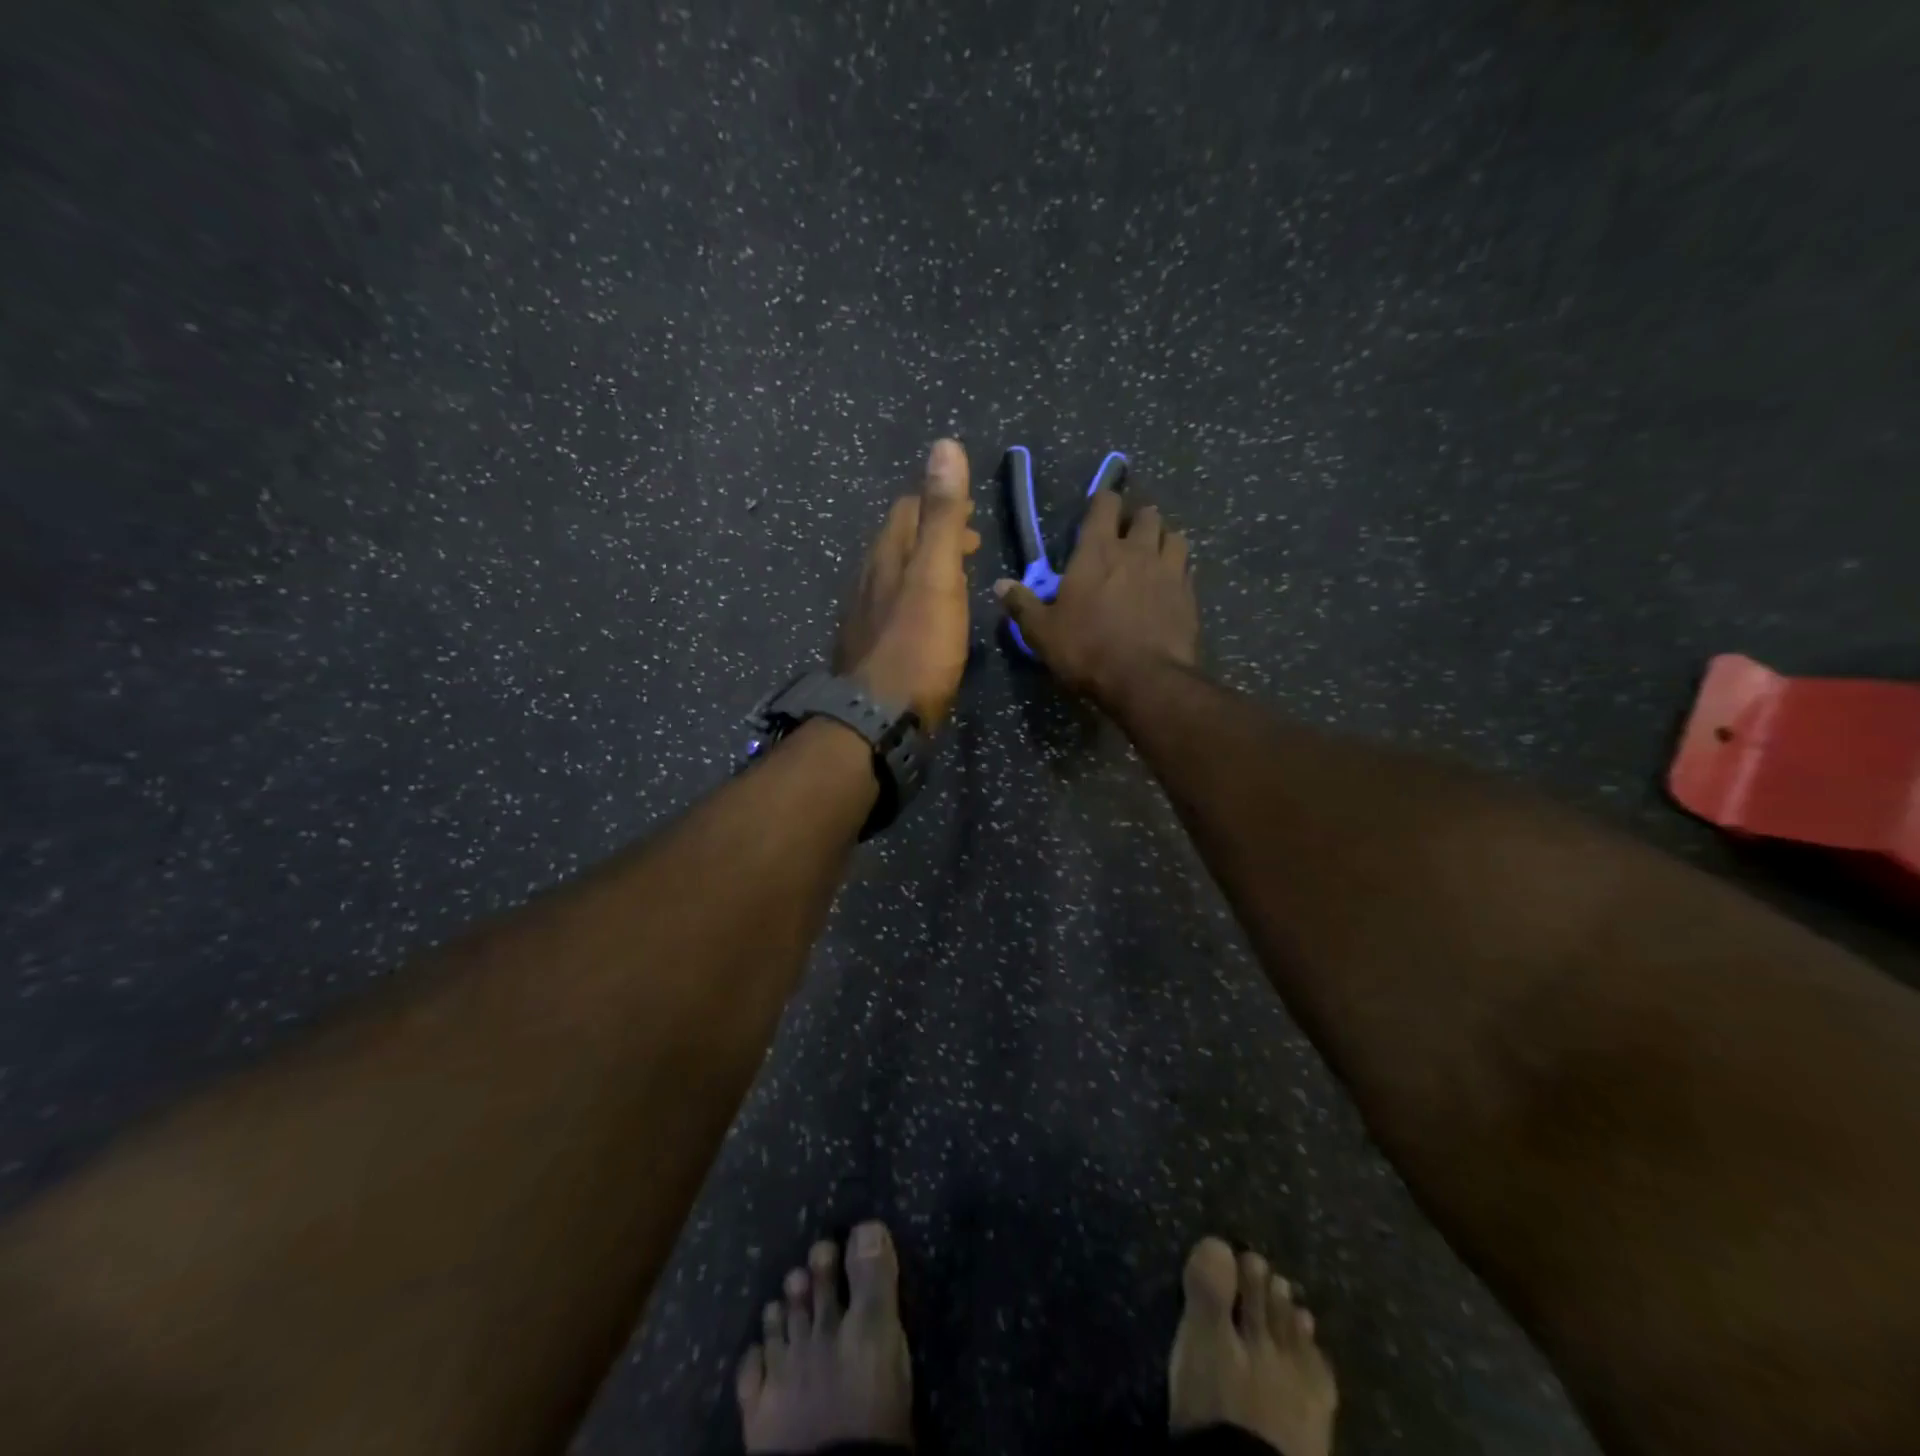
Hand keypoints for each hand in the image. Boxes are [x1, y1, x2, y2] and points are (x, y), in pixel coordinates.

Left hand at [834, 440, 979, 727]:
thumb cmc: (916, 645)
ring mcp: (864, 617)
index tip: (972, 514)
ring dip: (924, 568)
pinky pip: (893, 610)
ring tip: (955, 577)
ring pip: (894, 577)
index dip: (938, 503)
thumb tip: (944, 445)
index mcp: (886, 558)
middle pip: (898, 543)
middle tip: (970, 543)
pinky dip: (916, 600)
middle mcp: (868, 581)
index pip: (907, 510)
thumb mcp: (936, 576)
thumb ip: (941, 516)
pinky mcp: (869, 650)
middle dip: (933, 535)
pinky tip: (928, 621)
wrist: (878, 718)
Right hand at [993, 492, 1197, 704]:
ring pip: (1174, 536)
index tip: (1099, 508)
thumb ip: (1023, 605)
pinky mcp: (1189, 594)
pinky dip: (1178, 569)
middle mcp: (1137, 551)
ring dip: (1163, 539)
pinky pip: (1187, 568)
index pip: (1105, 505)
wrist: (1145, 679)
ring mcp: (1169, 570)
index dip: (1103, 502)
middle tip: (1127, 534)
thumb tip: (1000, 585)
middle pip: (1146, 514)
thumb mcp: (1042, 632)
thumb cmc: (1087, 650)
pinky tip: (1170, 584)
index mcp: (1097, 552)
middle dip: (1137, 518)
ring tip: (1154, 553)